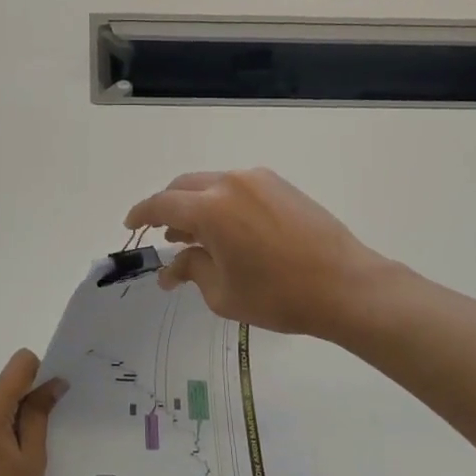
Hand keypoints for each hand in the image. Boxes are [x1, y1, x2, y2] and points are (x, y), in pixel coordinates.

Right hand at [124, 168, 389, 338]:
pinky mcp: (281, 185)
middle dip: (168, 207)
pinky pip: (237, 187)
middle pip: (184, 186)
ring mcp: (259, 180)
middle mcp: (230, 182)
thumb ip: (190, 270)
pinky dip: (221, 202)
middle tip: (164, 234)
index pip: (162, 204)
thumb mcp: (223, 292)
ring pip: (211, 183)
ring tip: (194, 235)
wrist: (345, 285)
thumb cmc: (278, 295)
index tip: (130, 226)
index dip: (141, 214)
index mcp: (210, 207)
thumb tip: (170, 269)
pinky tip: (227, 229)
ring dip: (196, 204)